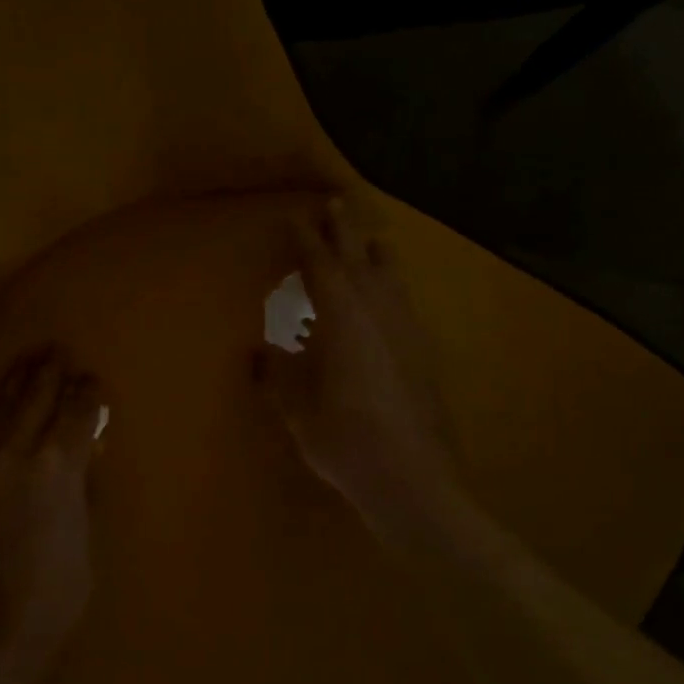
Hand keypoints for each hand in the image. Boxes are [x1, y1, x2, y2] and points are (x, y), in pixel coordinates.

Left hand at [0, 347, 104, 683]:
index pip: (77, 414)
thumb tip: (88, 454)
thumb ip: (86, 490)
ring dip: (19, 382)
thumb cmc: (58, 596)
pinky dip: (1, 408)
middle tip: (59, 350)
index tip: (94, 379)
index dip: (88, 394)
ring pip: (4, 409)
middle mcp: (19, 456)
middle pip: (36, 400)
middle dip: (50, 373)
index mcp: (58, 467)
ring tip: (30, 360)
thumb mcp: (87, 540)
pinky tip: (4, 402)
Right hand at [254, 196, 463, 548]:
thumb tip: (260, 350)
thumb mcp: (296, 407)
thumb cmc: (343, 439)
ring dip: (375, 255)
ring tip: (369, 240)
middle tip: (336, 204)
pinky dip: (389, 289)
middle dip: (346, 231)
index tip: (295, 216)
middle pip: (361, 259)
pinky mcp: (424, 353)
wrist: (412, 478)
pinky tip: (385, 302)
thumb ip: (276, 372)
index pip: (321, 266)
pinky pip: (402, 304)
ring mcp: (407, 331)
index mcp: (343, 317)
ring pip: (391, 278)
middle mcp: (379, 312)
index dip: (306, 240)